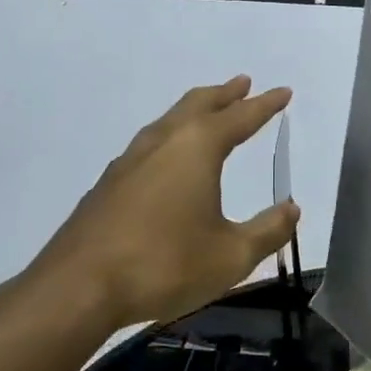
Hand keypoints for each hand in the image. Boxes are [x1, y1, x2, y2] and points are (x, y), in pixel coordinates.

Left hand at [31, 77, 299, 328]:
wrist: (79, 286)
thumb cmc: (164, 264)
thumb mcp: (231, 256)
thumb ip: (268, 230)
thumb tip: (291, 209)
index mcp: (196, 148)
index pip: (240, 117)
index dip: (265, 105)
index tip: (283, 92)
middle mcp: (163, 142)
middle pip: (198, 105)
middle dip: (224, 94)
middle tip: (243, 84)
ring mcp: (130, 160)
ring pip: (169, 121)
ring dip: (194, 111)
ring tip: (208, 112)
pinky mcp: (108, 183)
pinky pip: (149, 144)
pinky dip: (170, 136)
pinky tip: (167, 159)